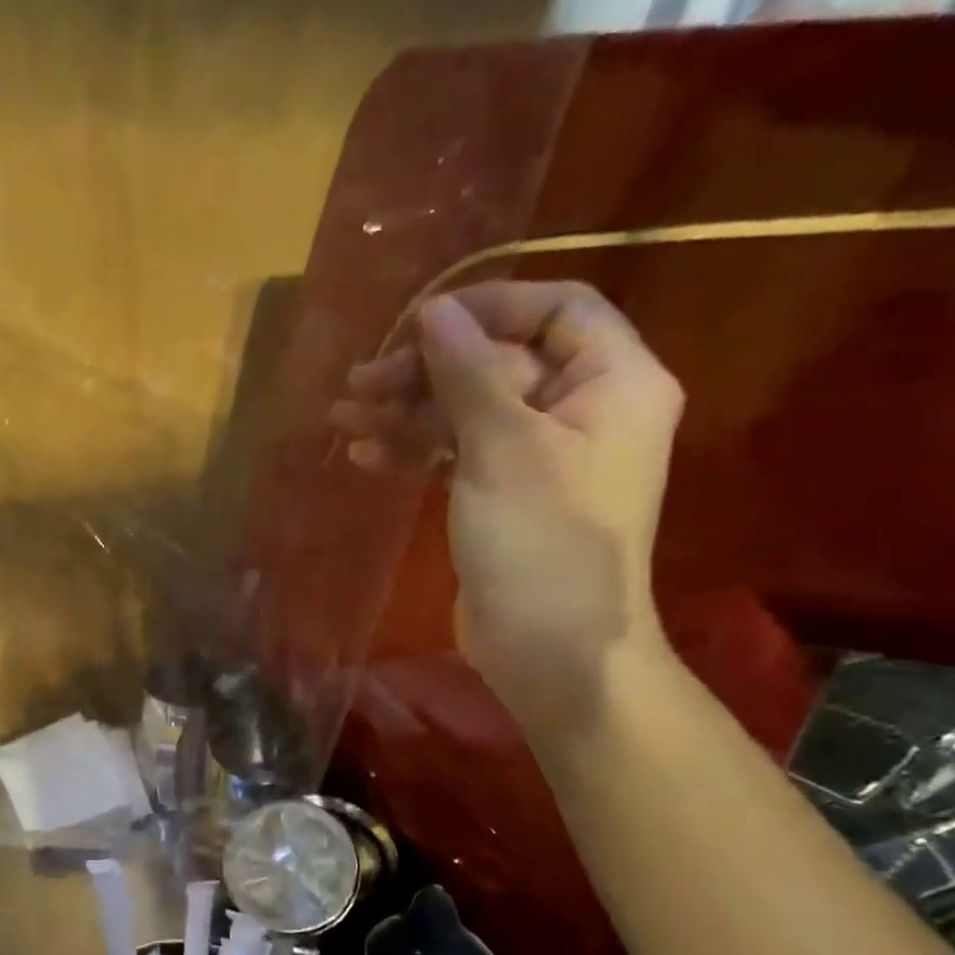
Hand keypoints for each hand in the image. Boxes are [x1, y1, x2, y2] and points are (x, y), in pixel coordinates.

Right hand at [331, 280, 682, 728]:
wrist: (549, 647)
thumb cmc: (540, 540)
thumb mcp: (502, 447)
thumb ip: (468, 373)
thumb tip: (434, 312)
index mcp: (612, 382)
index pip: (556, 309)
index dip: (487, 307)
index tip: (418, 324)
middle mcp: (580, 410)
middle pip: (498, 363)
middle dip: (426, 370)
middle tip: (360, 382)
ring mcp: (538, 457)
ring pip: (468, 412)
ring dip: (407, 412)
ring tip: (343, 418)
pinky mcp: (502, 496)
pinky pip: (457, 455)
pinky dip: (415, 451)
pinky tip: (367, 455)